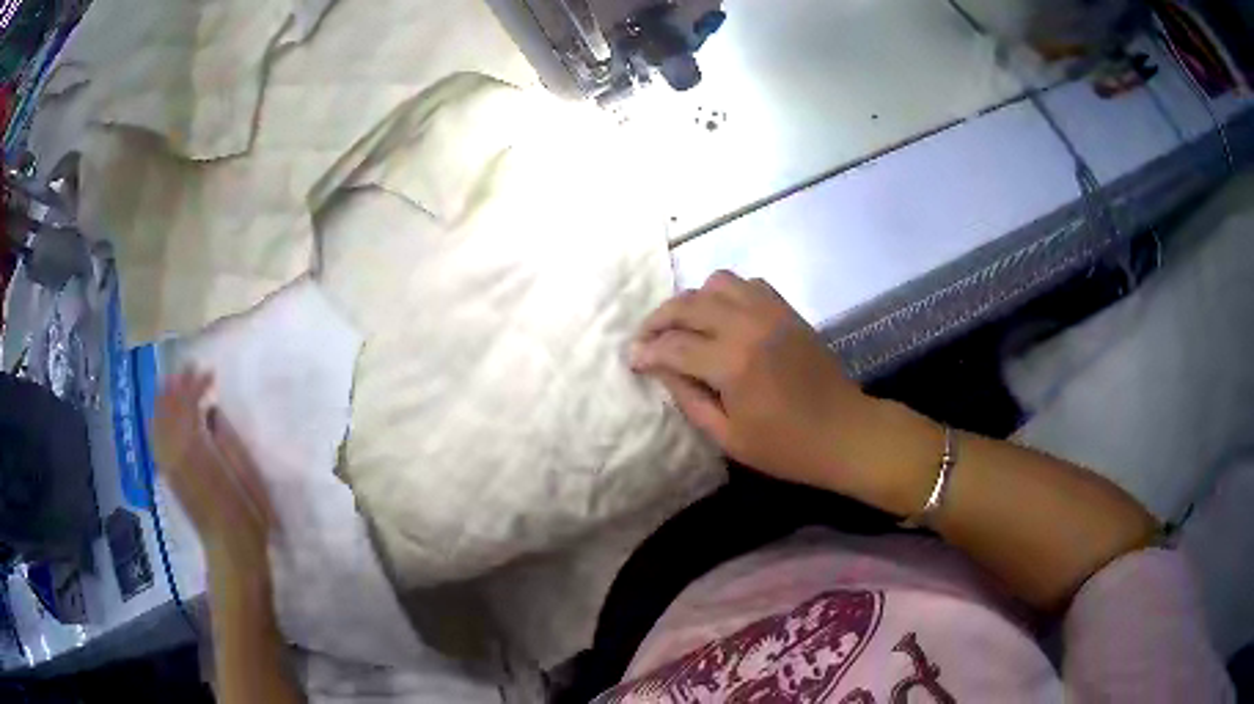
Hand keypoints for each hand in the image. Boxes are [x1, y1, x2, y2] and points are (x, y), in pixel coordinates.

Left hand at [152, 370, 276, 574]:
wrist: (232, 550)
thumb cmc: (247, 512)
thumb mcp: (244, 471)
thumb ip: (225, 437)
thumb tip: (212, 412)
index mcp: (196, 449)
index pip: (188, 404)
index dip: (196, 384)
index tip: (210, 372)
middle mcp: (175, 453)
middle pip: (168, 410)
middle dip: (176, 385)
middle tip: (189, 367)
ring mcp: (169, 466)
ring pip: (158, 423)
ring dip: (164, 400)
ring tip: (173, 383)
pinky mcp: (169, 476)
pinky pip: (156, 440)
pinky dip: (158, 421)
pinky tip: (164, 416)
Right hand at [630, 271, 886, 498]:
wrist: (845, 431)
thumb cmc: (786, 447)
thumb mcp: (728, 437)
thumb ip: (689, 399)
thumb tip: (661, 370)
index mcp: (733, 363)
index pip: (673, 346)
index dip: (646, 352)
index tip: (631, 360)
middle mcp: (748, 325)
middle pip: (688, 304)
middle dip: (658, 319)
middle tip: (644, 339)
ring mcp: (771, 312)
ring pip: (716, 282)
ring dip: (692, 301)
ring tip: (683, 326)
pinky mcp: (787, 310)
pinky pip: (748, 284)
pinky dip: (726, 294)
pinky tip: (721, 317)